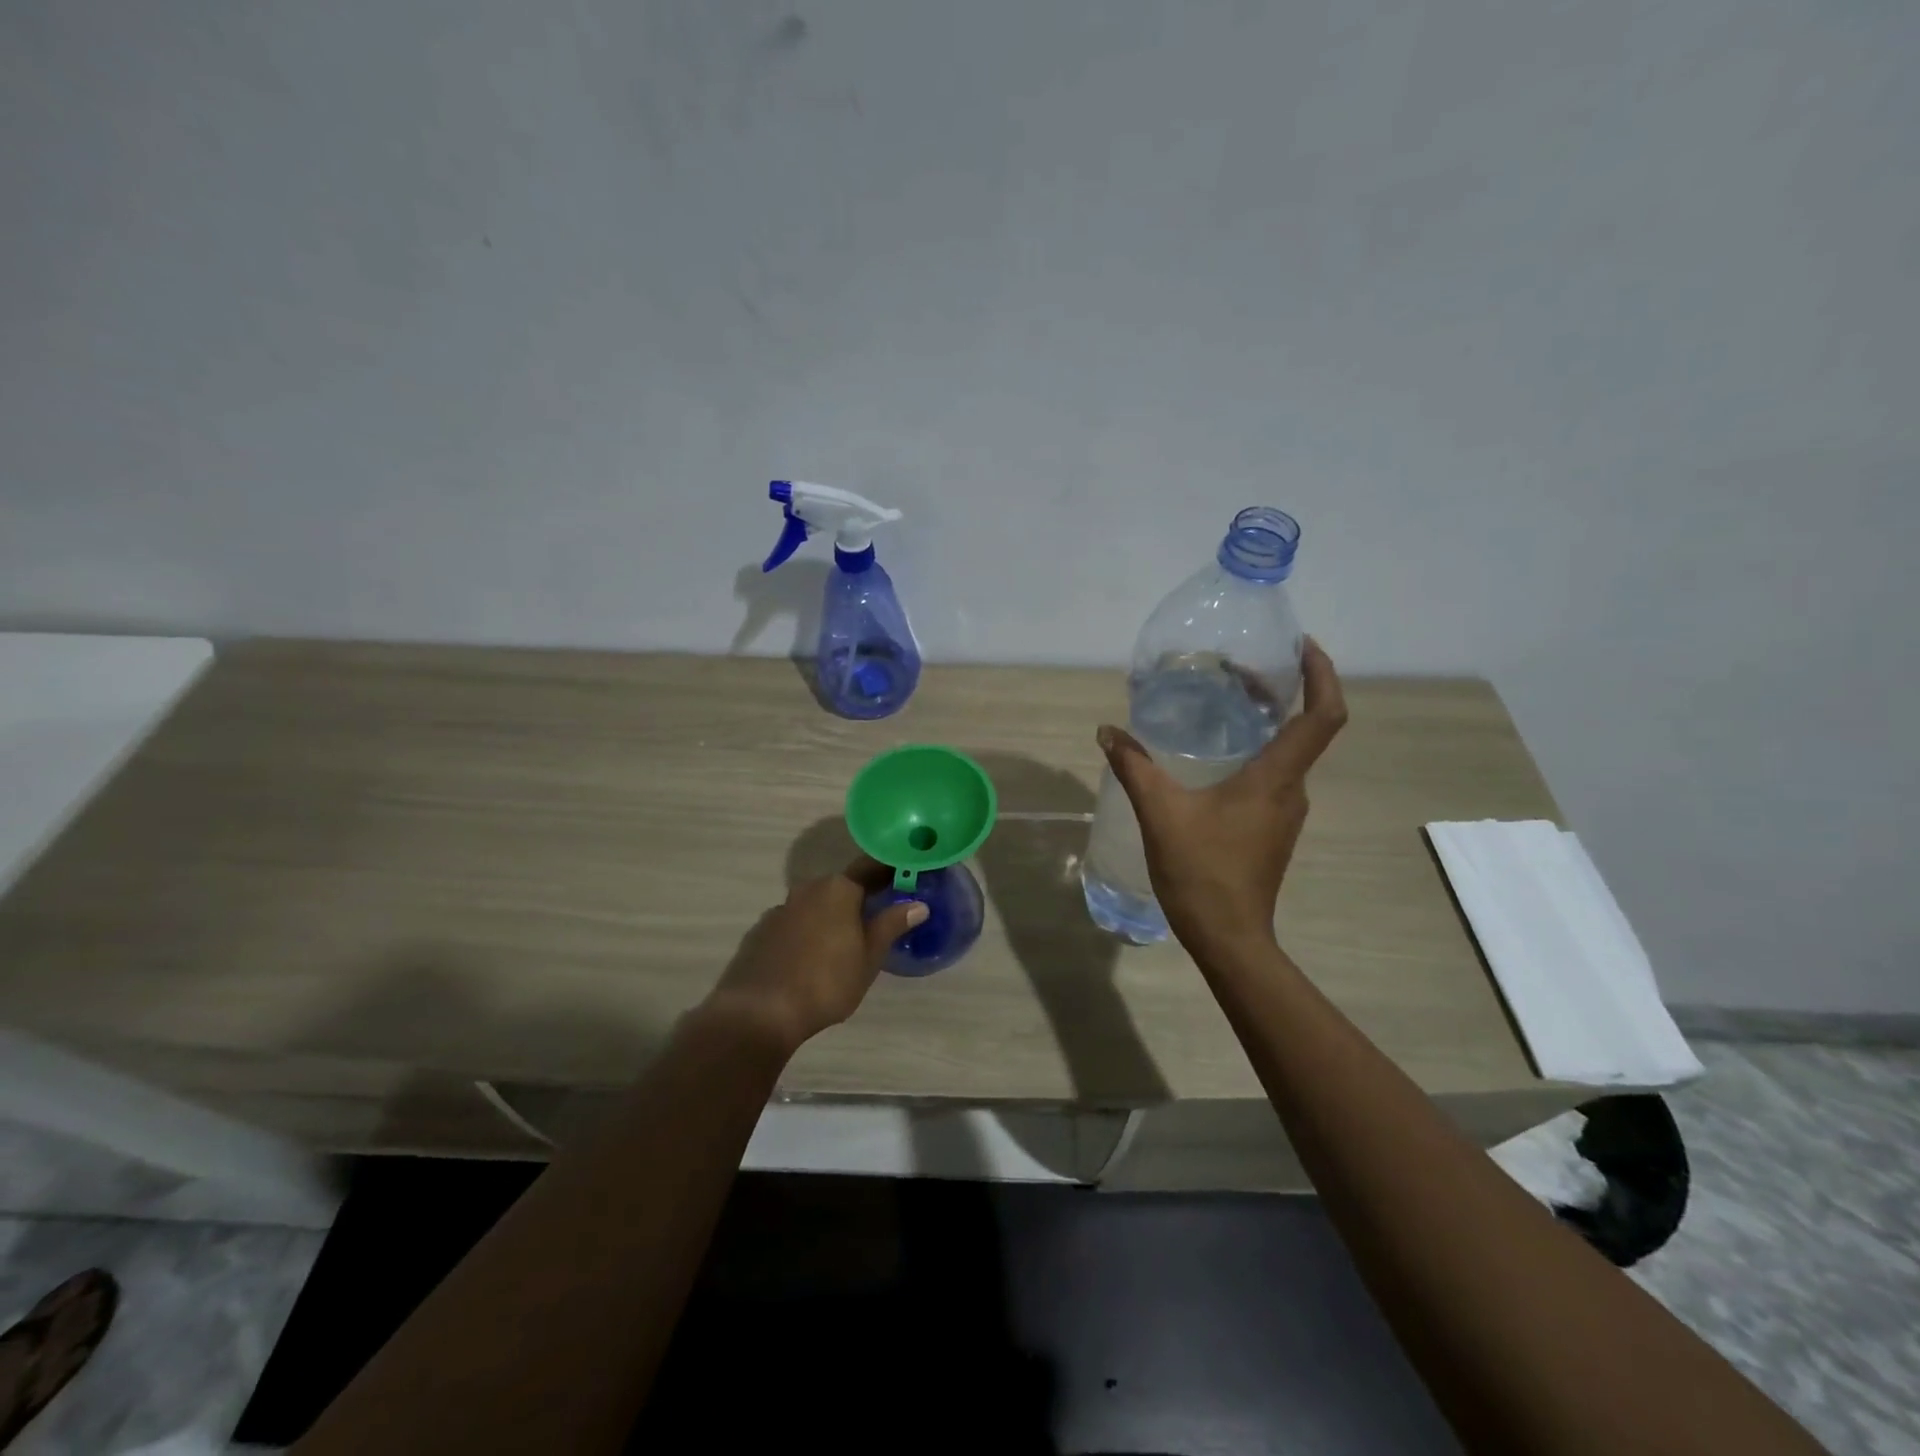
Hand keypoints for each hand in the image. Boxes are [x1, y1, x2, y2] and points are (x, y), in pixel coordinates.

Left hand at [705, 858, 927, 1053]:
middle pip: (842, 887)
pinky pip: (794, 925)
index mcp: (838, 889)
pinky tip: (812, 959)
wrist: (759, 1011)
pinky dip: (808, 933)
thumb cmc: (826, 981)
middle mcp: (808, 889)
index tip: (906, 877)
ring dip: (832, 917)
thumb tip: (918, 904)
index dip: (890, 871)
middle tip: (880, 918)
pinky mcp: (761, 932)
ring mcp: (780, 910)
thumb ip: (891, 925)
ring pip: (816, 906)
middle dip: (860, 899)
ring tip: (846, 944)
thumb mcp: (869, 957)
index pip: (871, 867)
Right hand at [1097, 639, 1347, 955]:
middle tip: (1242, 669)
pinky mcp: (1271, 830)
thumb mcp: (1161, 813)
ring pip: (1288, 754)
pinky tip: (1217, 757)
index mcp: (1276, 779)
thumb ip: (1135, 767)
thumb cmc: (1202, 872)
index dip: (1323, 674)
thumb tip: (1108, 731)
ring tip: (1227, 704)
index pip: (1323, 716)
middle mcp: (1292, 791)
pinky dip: (1256, 752)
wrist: (1228, 938)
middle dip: (1284, 691)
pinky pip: (1273, 777)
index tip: (1302, 645)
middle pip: (1307, 729)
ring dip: (1268, 723)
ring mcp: (1284, 814)